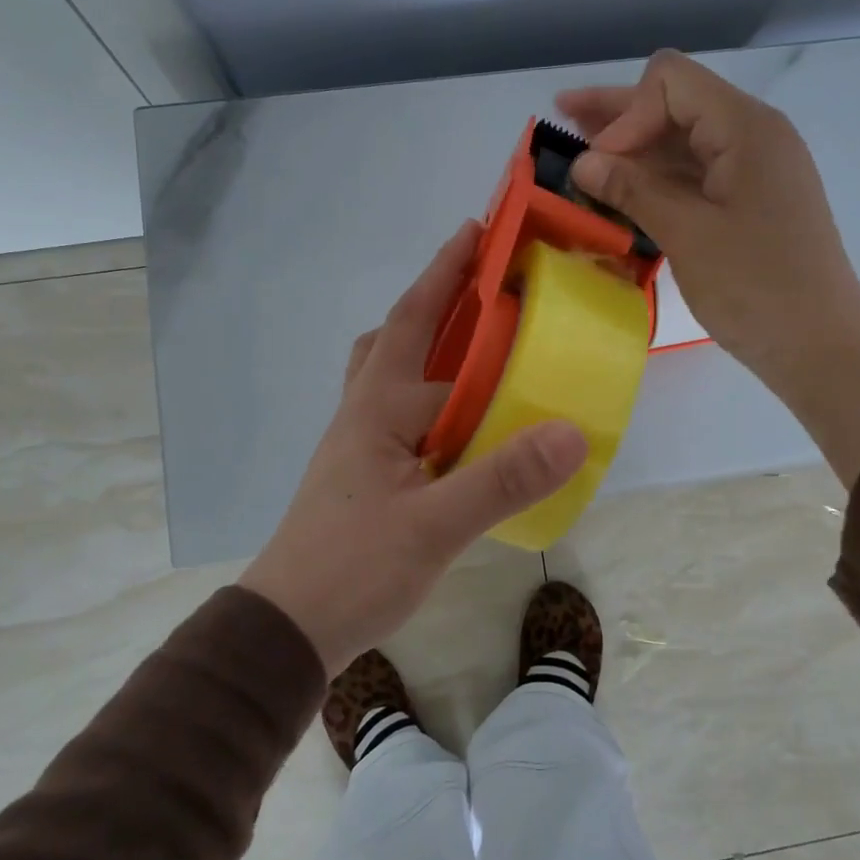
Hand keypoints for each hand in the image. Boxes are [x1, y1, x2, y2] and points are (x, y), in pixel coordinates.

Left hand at [241, 222, 588, 676]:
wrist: (288, 628)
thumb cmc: (352, 568)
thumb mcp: (433, 526)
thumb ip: (502, 479)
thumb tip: (571, 431)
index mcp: (378, 406)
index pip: (417, 321)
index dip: (447, 274)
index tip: (479, 231)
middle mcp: (366, 412)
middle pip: (399, 337)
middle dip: (439, 302)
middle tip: (490, 288)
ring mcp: (363, 444)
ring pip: (397, 376)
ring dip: (433, 348)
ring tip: (484, 348)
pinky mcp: (369, 474)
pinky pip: (408, 414)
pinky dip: (438, 399)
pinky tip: (468, 424)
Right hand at [560, 51, 859, 486]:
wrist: (820, 345)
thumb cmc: (756, 287)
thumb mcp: (687, 234)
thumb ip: (633, 189)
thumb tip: (582, 162)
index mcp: (746, 128)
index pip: (671, 83)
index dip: (626, 112)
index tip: (599, 165)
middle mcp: (752, 136)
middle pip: (675, 104)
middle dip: (619, 113)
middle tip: (563, 115)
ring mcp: (752, 171)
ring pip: (682, 142)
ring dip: (633, 148)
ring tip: (581, 154)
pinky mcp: (748, 203)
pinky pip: (695, 176)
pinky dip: (656, 179)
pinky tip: (620, 191)